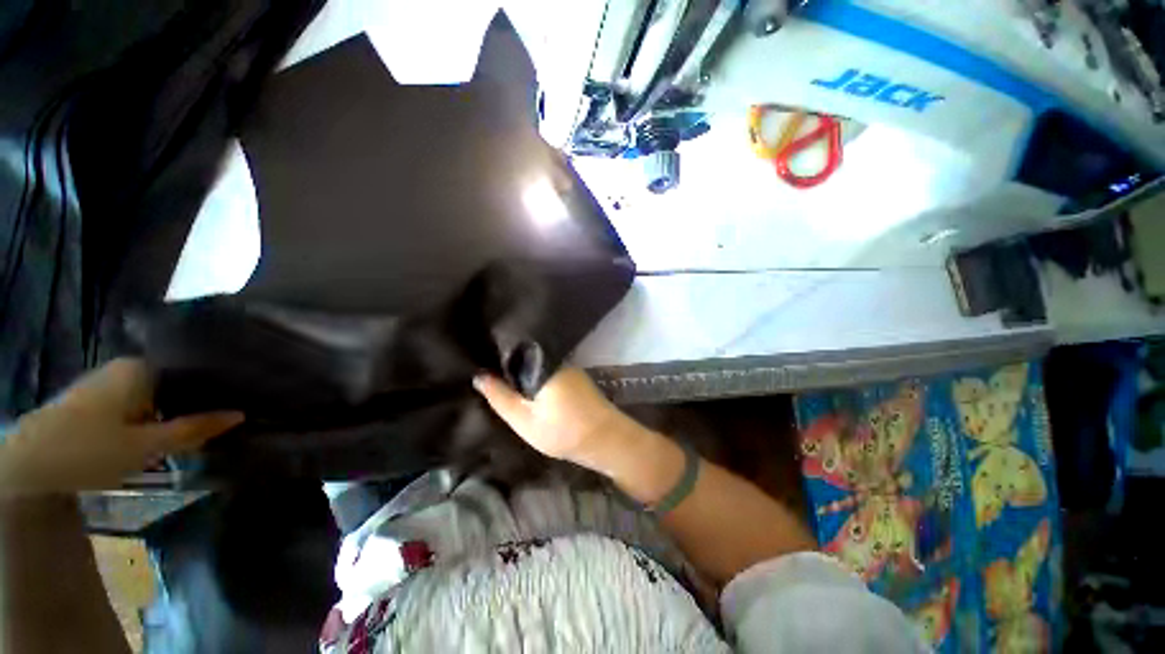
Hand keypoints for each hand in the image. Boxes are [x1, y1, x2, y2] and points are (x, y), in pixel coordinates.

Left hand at [2, 359, 243, 492]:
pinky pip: (139, 404)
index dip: (216, 389)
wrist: (26, 463)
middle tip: (220, 424)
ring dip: (174, 413)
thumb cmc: (88, 450)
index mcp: (141, 368)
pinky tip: (161, 434)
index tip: (237, 405)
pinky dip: (154, 418)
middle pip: (174, 384)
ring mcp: (109, 383)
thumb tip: (240, 414)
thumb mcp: (145, 446)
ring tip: (196, 431)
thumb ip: (193, 429)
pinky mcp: (97, 401)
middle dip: (195, 403)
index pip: (193, 371)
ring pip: (156, 396)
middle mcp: (127, 368)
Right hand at [473, 368, 631, 468]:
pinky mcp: (576, 378)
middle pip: (526, 359)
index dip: (495, 359)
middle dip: (509, 368)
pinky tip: (530, 392)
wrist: (606, 439)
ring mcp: (568, 368)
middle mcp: (556, 360)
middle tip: (489, 379)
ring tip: (503, 384)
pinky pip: (549, 374)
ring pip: (538, 368)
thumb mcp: (524, 420)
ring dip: (524, 376)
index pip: (512, 352)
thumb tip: (479, 375)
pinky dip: (538, 382)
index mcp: (542, 365)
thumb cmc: (562, 431)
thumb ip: (500, 397)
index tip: (478, 363)